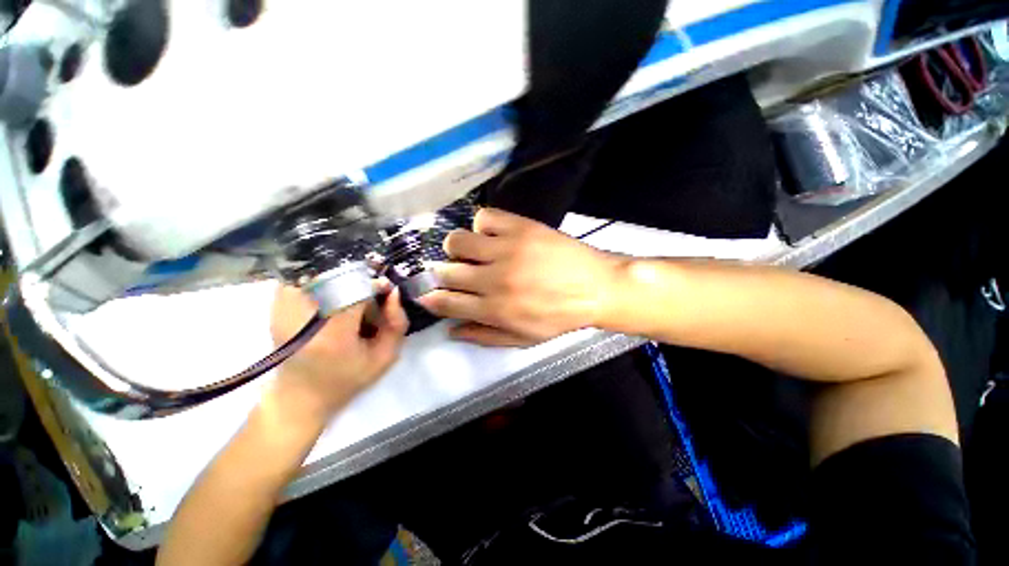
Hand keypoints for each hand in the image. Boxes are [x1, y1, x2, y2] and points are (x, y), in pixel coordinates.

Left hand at [269, 283, 407, 419]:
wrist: (300, 396)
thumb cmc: (347, 379)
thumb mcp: (385, 357)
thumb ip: (397, 323)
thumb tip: (393, 291)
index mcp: (333, 334)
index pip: (359, 290)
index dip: (376, 286)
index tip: (386, 292)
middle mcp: (303, 316)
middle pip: (342, 279)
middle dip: (361, 285)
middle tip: (367, 304)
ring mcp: (283, 308)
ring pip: (323, 274)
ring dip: (342, 282)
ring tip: (346, 305)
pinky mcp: (275, 305)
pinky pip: (305, 279)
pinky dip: (322, 284)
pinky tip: (328, 303)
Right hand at [417, 208, 621, 346]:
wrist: (597, 288)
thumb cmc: (560, 317)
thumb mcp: (523, 339)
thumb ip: (484, 336)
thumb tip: (450, 330)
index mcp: (495, 310)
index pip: (446, 302)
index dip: (430, 297)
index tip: (427, 292)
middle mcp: (494, 280)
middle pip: (446, 271)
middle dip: (443, 274)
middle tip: (455, 273)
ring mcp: (507, 250)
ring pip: (457, 241)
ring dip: (458, 248)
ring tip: (473, 252)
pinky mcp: (521, 228)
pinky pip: (483, 217)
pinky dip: (482, 226)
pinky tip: (493, 235)